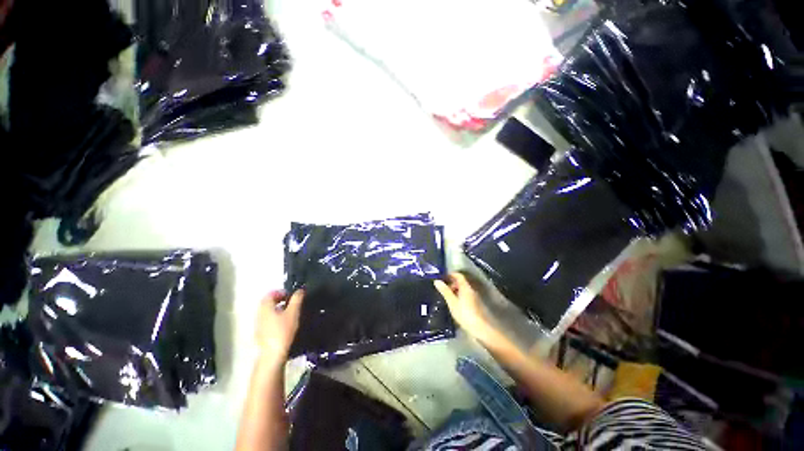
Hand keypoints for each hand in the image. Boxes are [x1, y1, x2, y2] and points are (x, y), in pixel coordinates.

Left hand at [255, 290, 303, 361]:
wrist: (272, 354)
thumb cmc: (283, 330)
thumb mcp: (293, 312)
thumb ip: (297, 299)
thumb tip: (300, 290)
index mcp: (265, 307)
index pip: (270, 294)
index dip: (281, 292)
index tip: (291, 296)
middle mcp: (259, 314)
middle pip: (268, 303)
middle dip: (279, 300)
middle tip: (291, 303)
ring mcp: (259, 325)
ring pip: (267, 312)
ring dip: (278, 309)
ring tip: (289, 314)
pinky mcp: (261, 334)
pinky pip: (267, 321)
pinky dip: (275, 318)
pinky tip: (284, 325)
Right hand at [434, 273, 496, 342]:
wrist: (481, 328)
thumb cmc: (465, 314)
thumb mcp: (452, 302)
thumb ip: (445, 291)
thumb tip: (437, 281)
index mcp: (466, 287)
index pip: (459, 276)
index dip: (450, 274)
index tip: (442, 277)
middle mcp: (471, 290)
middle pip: (461, 282)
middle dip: (452, 283)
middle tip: (443, 288)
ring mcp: (475, 297)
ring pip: (464, 289)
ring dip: (456, 290)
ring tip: (447, 296)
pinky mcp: (476, 305)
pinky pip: (466, 295)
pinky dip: (459, 296)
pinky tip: (455, 304)